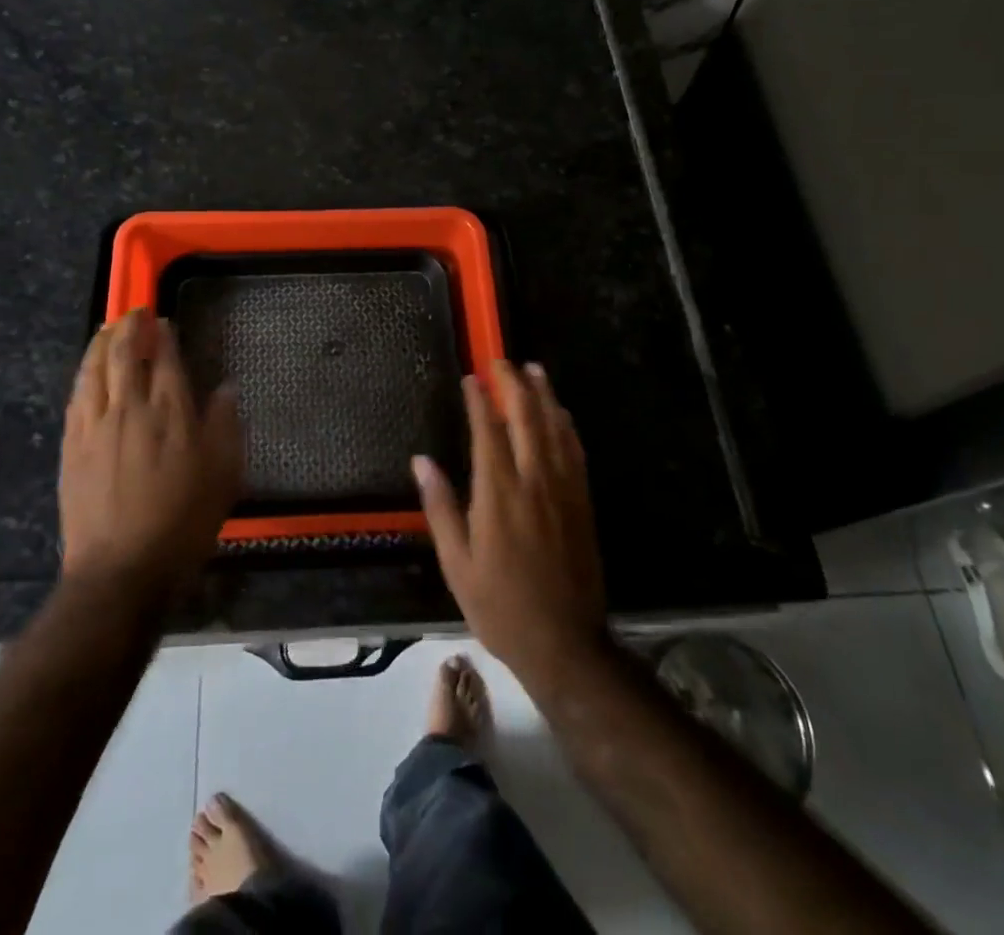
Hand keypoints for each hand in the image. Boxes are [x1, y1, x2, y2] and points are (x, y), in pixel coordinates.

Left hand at [60, 308, 242, 596]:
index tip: (164, 322)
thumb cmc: (182, 523)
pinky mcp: (72, 446)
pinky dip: (83, 373)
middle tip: (135, 313)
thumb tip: (226, 388)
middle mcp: (130, 408)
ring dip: (101, 342)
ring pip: (94, 369)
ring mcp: (96, 425)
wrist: (121, 568)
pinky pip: (76, 397)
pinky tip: (87, 370)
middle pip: (124, 353)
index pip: (165, 358)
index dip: (164, 335)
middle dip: (129, 327)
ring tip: (108, 328)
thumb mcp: (223, 476)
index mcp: (170, 412)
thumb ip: (224, 426)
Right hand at [414, 360, 606, 686]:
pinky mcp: (582, 502)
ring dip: (544, 395)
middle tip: (502, 360)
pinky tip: (561, 413)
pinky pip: (575, 451)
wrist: (565, 643)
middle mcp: (534, 482)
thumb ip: (440, 507)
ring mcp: (563, 490)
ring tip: (534, 369)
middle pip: (527, 418)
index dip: (479, 400)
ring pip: (555, 428)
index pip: (488, 431)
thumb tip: (421, 461)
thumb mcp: (457, 564)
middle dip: (514, 384)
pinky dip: (566, 424)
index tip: (471, 377)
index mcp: (498, 495)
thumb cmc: (500, 606)